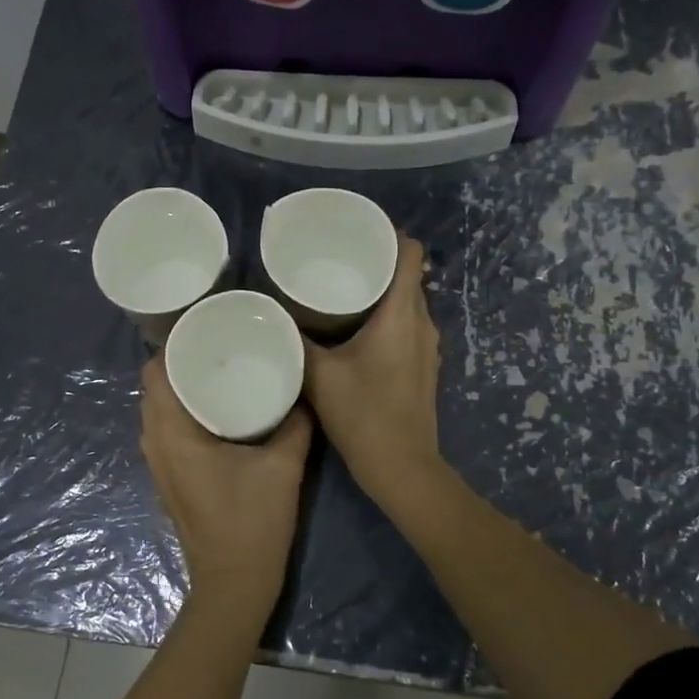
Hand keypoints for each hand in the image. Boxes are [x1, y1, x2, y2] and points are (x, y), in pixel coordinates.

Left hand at [140, 355, 312, 611]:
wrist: (234, 583)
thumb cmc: (252, 522)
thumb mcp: (283, 466)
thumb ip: (295, 422)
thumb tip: (303, 390)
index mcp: (172, 433)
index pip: (154, 372)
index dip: (173, 344)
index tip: (206, 329)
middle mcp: (156, 443)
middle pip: (156, 387)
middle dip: (182, 362)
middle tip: (221, 344)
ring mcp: (160, 464)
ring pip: (161, 410)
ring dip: (184, 388)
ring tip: (222, 369)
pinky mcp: (171, 478)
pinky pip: (169, 430)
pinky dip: (186, 412)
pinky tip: (221, 409)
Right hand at [303, 233, 443, 501]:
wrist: (402, 468)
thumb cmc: (364, 416)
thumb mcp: (319, 375)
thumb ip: (295, 340)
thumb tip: (271, 312)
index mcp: (402, 314)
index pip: (411, 253)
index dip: (389, 234)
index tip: (357, 230)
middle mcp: (422, 323)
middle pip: (407, 275)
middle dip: (376, 261)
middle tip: (336, 258)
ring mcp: (427, 346)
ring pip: (406, 301)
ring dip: (380, 291)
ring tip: (340, 290)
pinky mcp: (423, 366)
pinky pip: (405, 325)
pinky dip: (384, 317)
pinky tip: (353, 329)